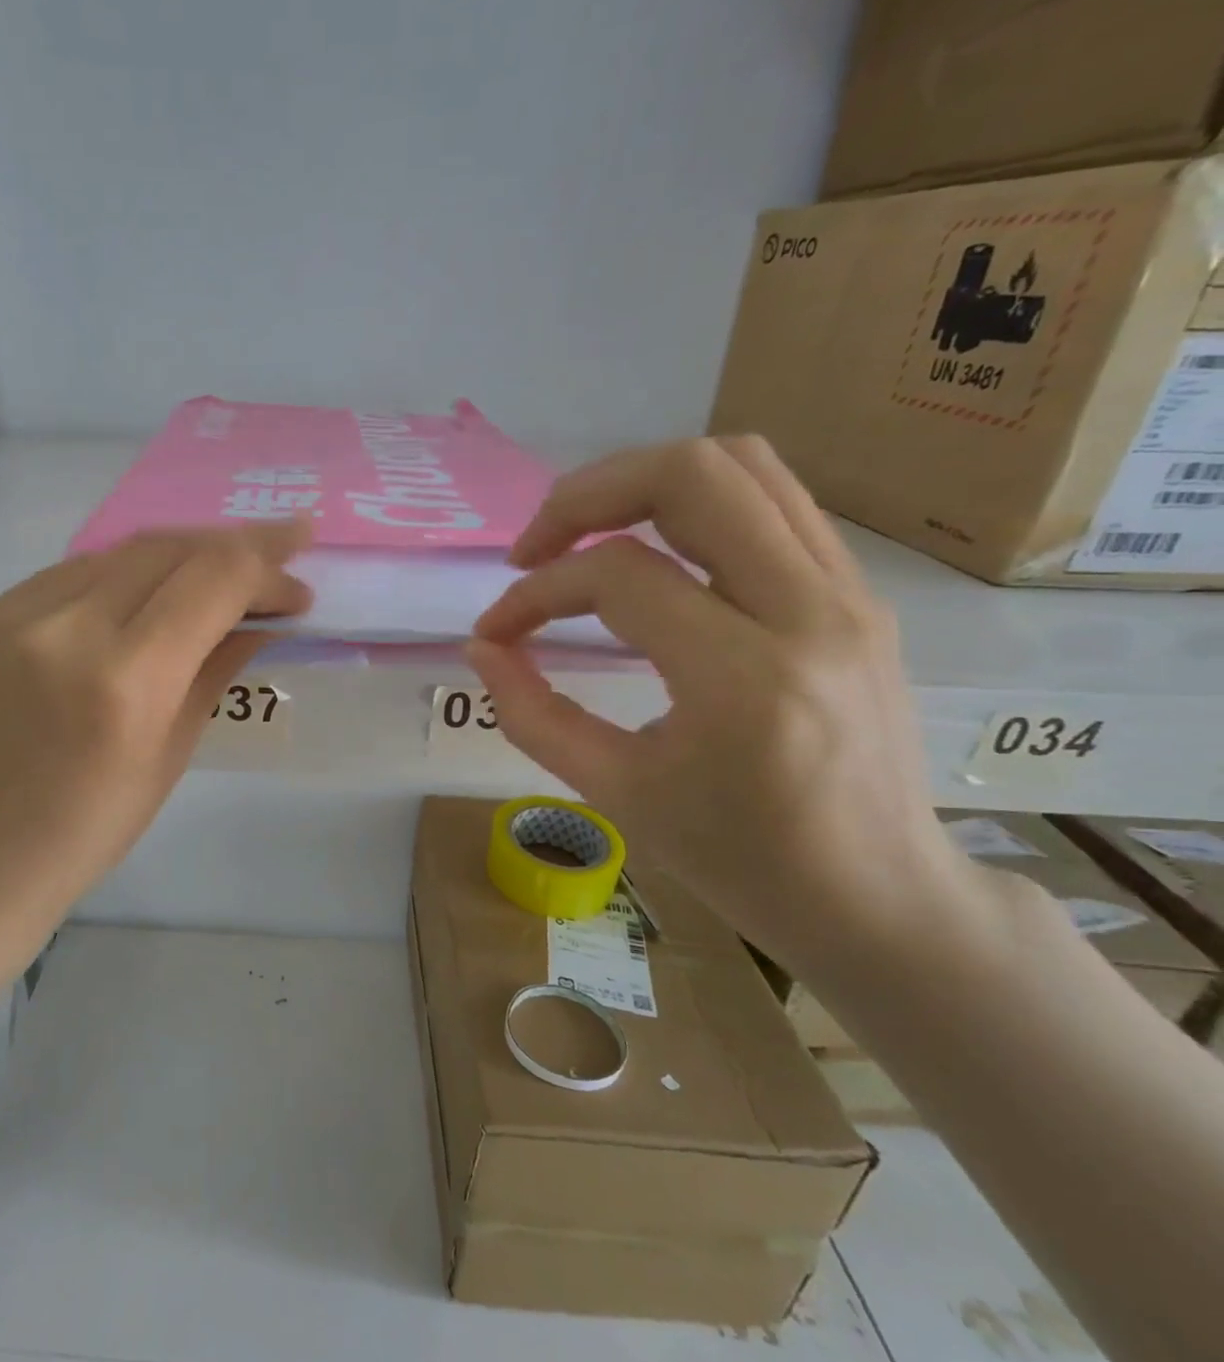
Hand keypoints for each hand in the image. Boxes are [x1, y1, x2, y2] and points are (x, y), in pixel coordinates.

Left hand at [0, 520, 311, 965]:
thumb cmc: (88, 830)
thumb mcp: (172, 754)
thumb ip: (217, 668)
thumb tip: (262, 617)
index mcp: (125, 681)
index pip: (213, 581)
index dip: (267, 566)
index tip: (300, 579)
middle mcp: (67, 628)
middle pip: (170, 547)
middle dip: (235, 544)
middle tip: (279, 553)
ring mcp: (17, 613)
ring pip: (122, 550)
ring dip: (183, 553)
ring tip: (220, 571)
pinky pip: (76, 572)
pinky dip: (127, 573)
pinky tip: (149, 593)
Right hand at [469, 436, 976, 977]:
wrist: (879, 897)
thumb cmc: (739, 860)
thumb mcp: (616, 792)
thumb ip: (531, 713)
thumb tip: (482, 647)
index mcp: (743, 678)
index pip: (617, 577)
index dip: (535, 594)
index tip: (497, 632)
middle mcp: (810, 611)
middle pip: (691, 475)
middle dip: (587, 495)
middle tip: (536, 547)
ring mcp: (848, 593)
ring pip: (742, 463)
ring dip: (642, 482)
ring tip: (585, 533)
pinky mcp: (859, 593)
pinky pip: (772, 500)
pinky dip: (693, 504)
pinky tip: (653, 552)